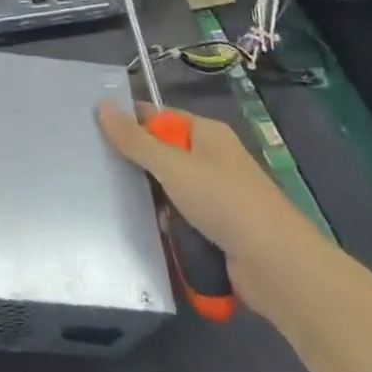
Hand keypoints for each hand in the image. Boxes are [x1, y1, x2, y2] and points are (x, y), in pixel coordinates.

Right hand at [97, 100, 320, 316]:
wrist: (278, 267)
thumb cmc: (225, 202)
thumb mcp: (172, 166)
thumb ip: (135, 140)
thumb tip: (101, 105)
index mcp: (206, 133)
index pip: (158, 117)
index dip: (129, 122)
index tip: (93, 132)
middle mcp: (211, 159)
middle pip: (162, 154)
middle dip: (136, 165)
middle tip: (97, 171)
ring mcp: (215, 196)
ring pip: (168, 189)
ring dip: (150, 200)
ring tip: (113, 204)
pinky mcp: (216, 228)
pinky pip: (180, 218)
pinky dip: (165, 224)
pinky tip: (142, 231)